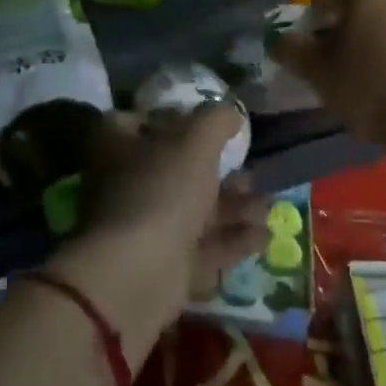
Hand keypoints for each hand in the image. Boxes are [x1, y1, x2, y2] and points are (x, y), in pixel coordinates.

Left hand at [50, 105, 265, 361]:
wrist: (140, 273)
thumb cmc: (163, 190)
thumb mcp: (195, 142)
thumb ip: (216, 121)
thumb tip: (230, 113)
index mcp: (118, 146)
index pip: (138, 121)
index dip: (171, 118)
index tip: (207, 122)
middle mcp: (126, 184)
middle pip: (175, 169)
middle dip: (219, 172)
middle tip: (251, 172)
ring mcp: (143, 227)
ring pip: (194, 211)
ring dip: (233, 207)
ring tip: (267, 206)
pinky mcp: (163, 265)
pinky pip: (202, 247)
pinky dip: (233, 240)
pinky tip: (265, 236)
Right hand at [271, 0, 385, 149]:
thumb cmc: (371, 89)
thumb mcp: (319, 74)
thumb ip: (294, 52)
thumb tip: (278, 40)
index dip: (313, 18)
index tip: (308, 47)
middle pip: (363, 10)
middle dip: (346, 33)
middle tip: (333, 66)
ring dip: (377, 47)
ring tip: (366, 83)